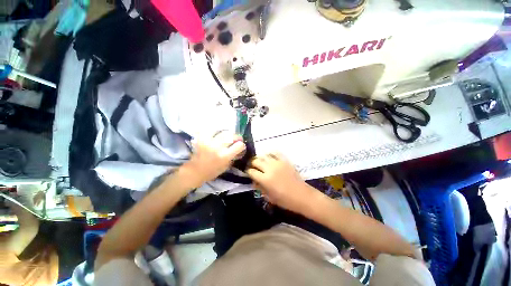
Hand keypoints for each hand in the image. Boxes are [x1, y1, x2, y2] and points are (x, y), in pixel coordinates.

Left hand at [179, 132, 245, 188]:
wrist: (195, 171)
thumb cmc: (212, 171)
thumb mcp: (226, 166)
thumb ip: (234, 157)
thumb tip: (240, 150)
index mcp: (225, 156)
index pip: (239, 145)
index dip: (242, 145)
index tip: (241, 147)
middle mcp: (218, 147)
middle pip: (232, 136)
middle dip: (237, 137)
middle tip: (236, 139)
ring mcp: (209, 141)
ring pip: (223, 132)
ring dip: (228, 134)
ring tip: (227, 136)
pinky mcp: (202, 138)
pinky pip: (212, 130)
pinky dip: (216, 131)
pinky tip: (218, 134)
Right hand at [246, 154, 317, 213]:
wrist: (302, 195)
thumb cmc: (285, 200)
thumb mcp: (269, 197)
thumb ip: (259, 187)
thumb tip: (254, 181)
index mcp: (265, 179)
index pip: (251, 171)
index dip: (248, 172)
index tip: (249, 173)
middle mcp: (270, 168)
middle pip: (256, 161)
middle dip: (252, 164)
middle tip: (253, 167)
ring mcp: (278, 163)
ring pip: (264, 155)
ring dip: (260, 158)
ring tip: (261, 162)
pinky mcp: (285, 160)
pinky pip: (275, 153)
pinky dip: (270, 154)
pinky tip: (269, 157)